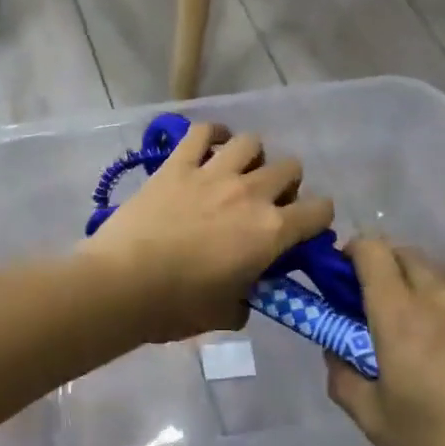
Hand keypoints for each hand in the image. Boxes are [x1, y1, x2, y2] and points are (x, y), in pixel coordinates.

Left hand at [81, 123, 333, 343]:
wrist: (124, 283)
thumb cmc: (178, 306)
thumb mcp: (227, 314)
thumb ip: (247, 299)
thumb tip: (245, 294)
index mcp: (271, 231)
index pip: (320, 210)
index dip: (318, 218)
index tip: (303, 229)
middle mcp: (251, 193)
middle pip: (290, 167)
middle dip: (286, 183)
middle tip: (266, 203)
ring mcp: (213, 173)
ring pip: (251, 141)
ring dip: (251, 156)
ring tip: (237, 172)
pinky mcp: (177, 164)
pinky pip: (202, 132)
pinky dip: (211, 134)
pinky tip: (209, 145)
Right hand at [326, 239, 444, 445]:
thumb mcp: (375, 422)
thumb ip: (343, 377)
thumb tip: (335, 351)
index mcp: (401, 315)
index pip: (370, 250)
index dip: (352, 254)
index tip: (344, 279)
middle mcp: (443, 295)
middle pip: (406, 254)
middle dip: (385, 269)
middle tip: (381, 309)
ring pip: (443, 274)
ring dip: (424, 287)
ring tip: (429, 330)